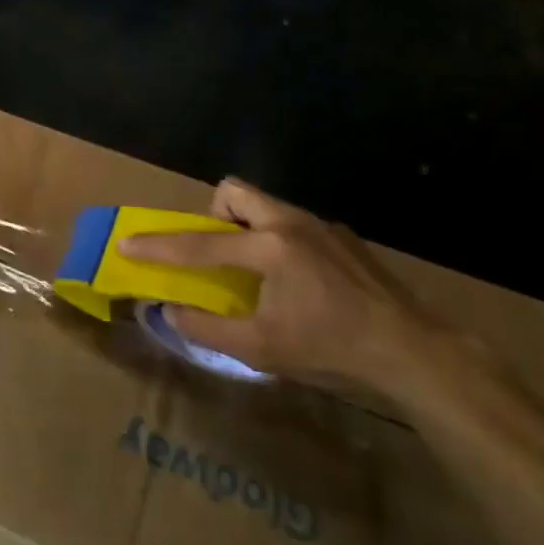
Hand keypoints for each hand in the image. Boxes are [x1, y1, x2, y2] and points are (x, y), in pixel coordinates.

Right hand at [123, 177, 435, 393]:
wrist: (417, 352)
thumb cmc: (333, 348)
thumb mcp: (262, 348)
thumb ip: (208, 327)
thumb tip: (169, 311)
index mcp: (268, 247)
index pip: (198, 243)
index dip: (158, 246)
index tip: (126, 243)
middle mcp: (290, 223)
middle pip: (234, 192)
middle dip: (214, 216)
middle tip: (219, 254)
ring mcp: (321, 226)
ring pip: (266, 206)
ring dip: (247, 230)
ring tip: (258, 274)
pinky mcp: (343, 238)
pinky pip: (293, 225)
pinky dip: (279, 243)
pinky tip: (300, 284)